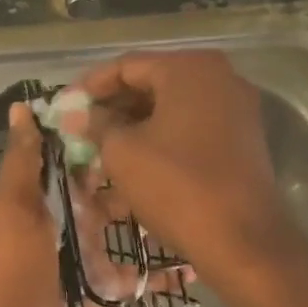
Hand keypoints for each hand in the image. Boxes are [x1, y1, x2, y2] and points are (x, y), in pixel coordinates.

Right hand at [79, 50, 297, 283]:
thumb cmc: (176, 185)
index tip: (64, 108)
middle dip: (112, 109)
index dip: (90, 87)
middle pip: (151, 84)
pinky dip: (161, 141)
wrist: (243, 240)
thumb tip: (78, 115)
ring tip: (100, 152)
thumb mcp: (122, 152)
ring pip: (170, 110)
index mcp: (189, 69)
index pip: (126, 66)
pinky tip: (133, 165)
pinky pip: (191, 129)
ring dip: (134, 128)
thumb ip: (96, 124)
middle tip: (80, 131)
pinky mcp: (242, 139)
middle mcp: (218, 77)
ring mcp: (235, 108)